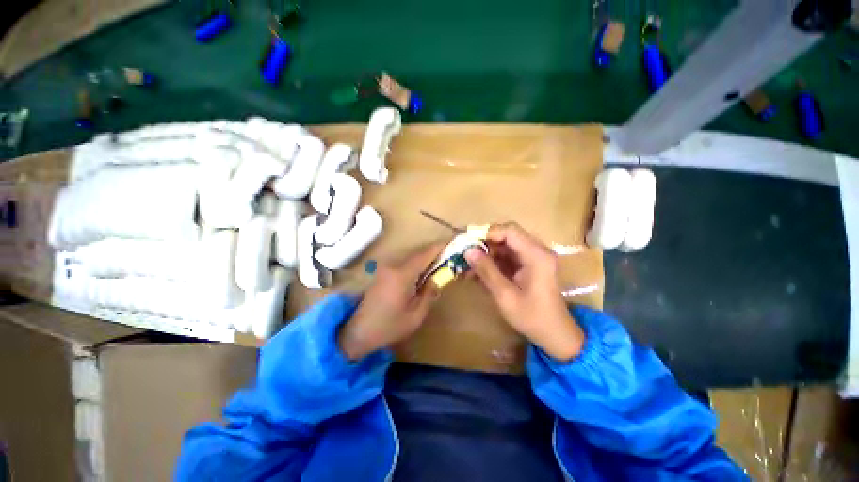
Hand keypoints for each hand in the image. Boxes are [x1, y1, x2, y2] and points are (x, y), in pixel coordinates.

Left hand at [338, 242, 443, 359]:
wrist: (358, 332)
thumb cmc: (389, 326)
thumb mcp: (416, 315)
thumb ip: (429, 294)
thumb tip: (437, 280)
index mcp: (402, 275)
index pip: (424, 255)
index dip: (438, 248)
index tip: (451, 244)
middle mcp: (393, 267)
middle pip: (417, 255)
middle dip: (433, 254)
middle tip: (448, 257)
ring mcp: (385, 269)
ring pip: (409, 259)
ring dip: (424, 260)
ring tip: (437, 265)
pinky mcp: (382, 274)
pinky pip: (403, 265)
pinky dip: (414, 265)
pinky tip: (421, 274)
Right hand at [465, 223, 584, 360]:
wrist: (555, 334)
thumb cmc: (532, 317)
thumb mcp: (505, 295)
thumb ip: (486, 271)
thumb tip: (468, 251)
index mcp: (536, 255)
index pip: (510, 231)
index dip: (487, 232)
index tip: (468, 242)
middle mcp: (536, 251)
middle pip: (506, 236)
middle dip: (484, 243)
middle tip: (464, 253)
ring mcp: (532, 257)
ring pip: (504, 246)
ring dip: (485, 254)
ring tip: (467, 265)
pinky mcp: (528, 265)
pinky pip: (506, 257)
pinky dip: (491, 262)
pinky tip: (477, 272)